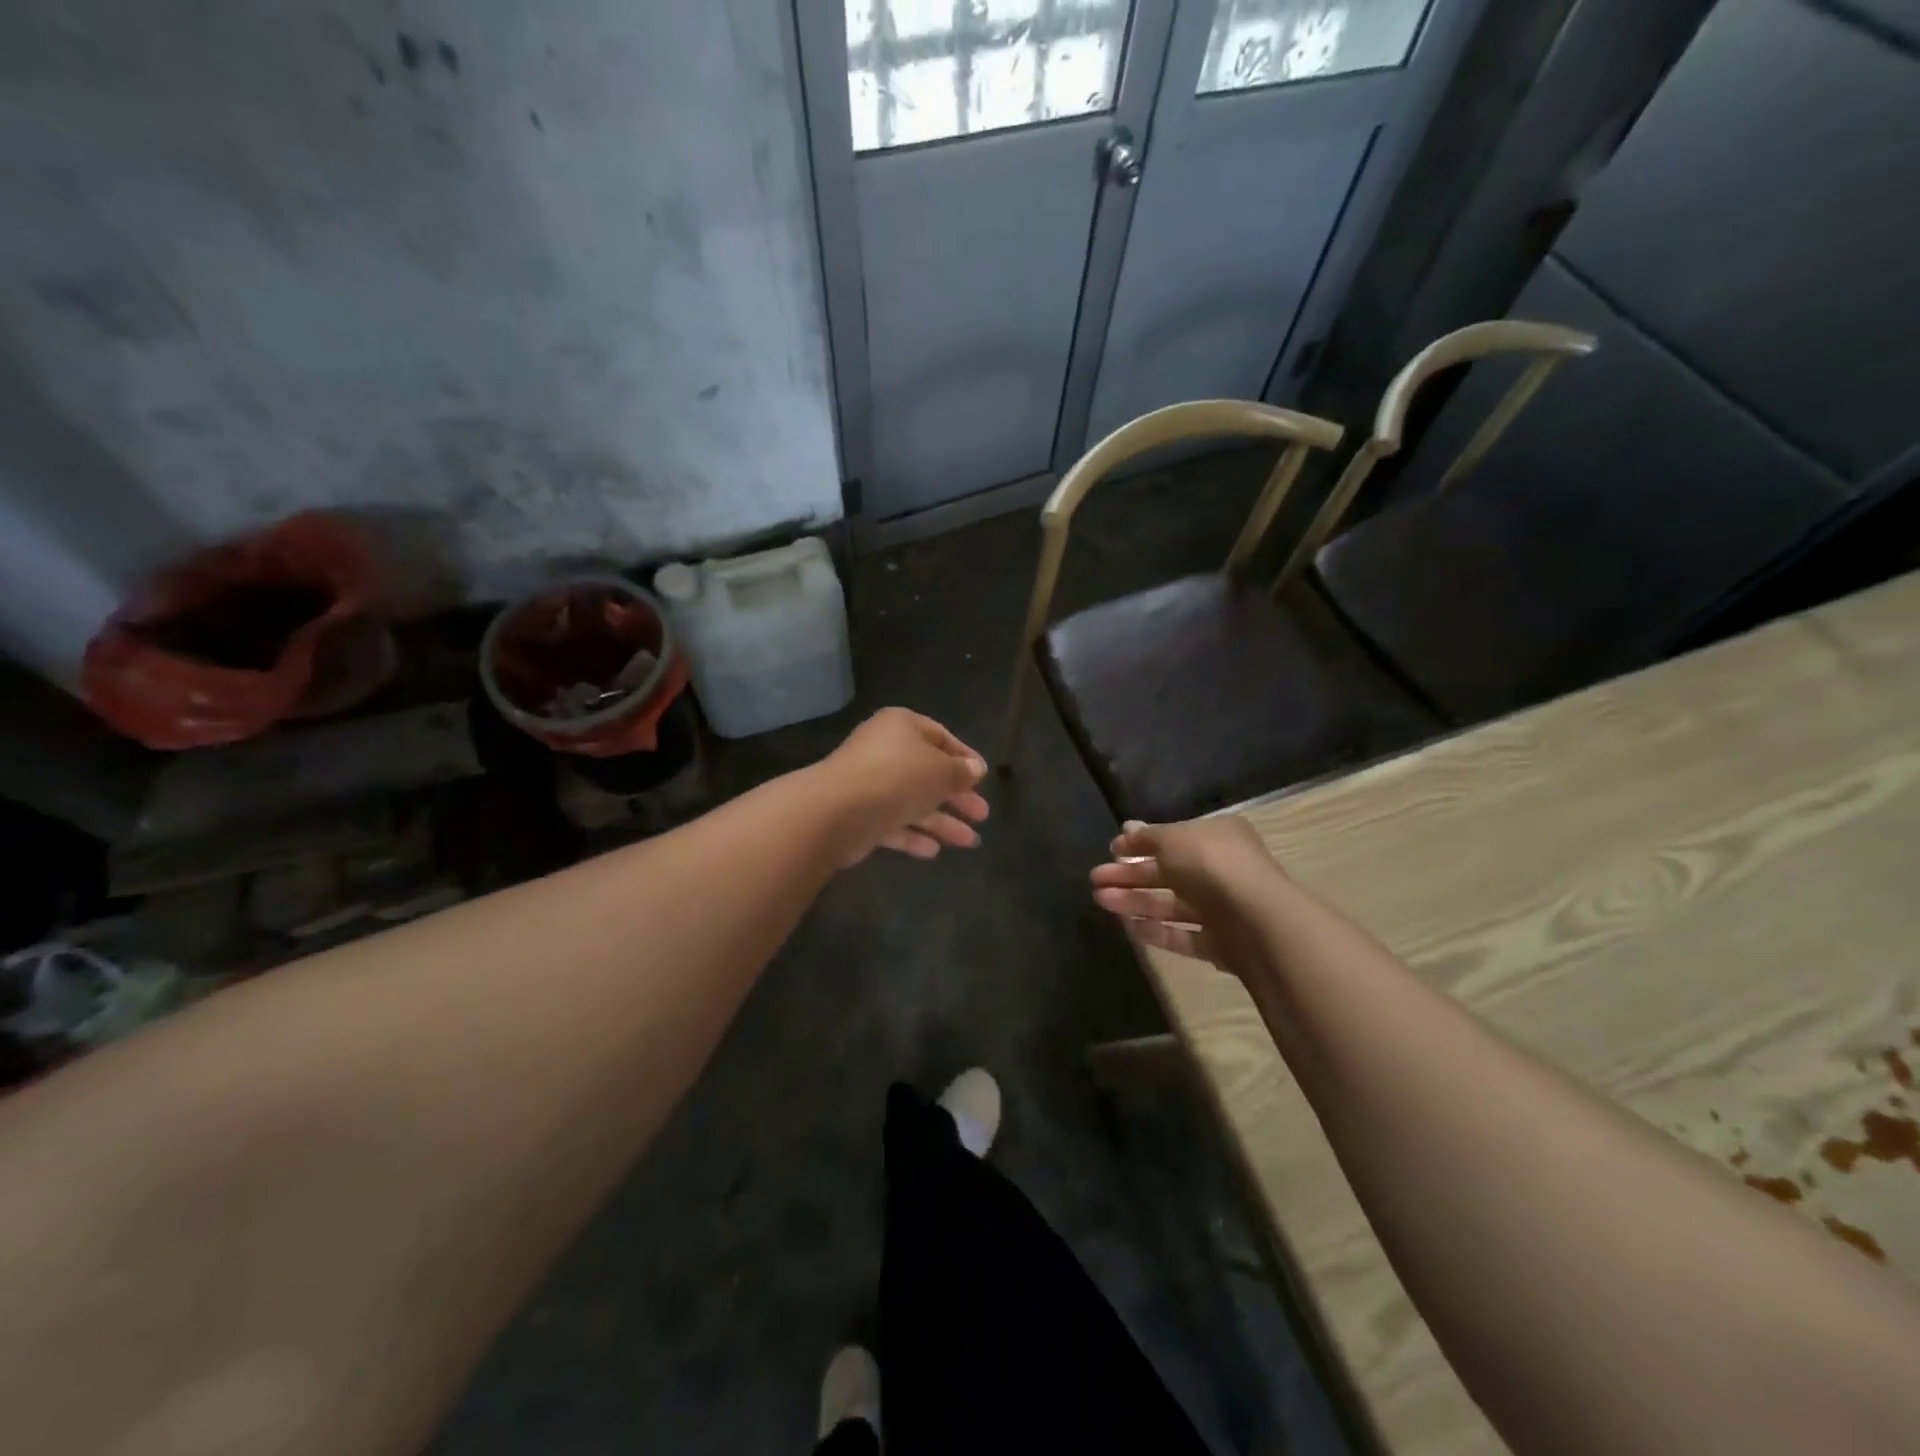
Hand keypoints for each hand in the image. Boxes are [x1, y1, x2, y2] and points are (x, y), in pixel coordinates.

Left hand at [820, 709, 990, 864]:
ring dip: (942, 822)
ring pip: (913, 802)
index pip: (940, 736)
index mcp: (901, 726)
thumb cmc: (898, 777)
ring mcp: (869, 785)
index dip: (964, 757)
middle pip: (928, 773)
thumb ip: (961, 771)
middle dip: (957, 796)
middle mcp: (884, 751)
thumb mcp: (941, 771)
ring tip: (970, 842)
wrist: (838, 810)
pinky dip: (913, 836)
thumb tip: (975, 769)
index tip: (983, 778)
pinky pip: (893, 823)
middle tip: (982, 815)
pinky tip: (934, 852)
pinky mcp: (859, 816)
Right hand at [1089, 817, 1279, 973]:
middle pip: (1168, 872)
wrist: (1257, 921)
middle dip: (1130, 875)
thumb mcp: (1173, 839)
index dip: (1141, 843)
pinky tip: (1127, 926)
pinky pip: (1183, 935)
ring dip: (1135, 901)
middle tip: (1095, 879)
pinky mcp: (1221, 944)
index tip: (1111, 850)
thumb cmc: (1212, 864)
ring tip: (1099, 900)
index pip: (1174, 838)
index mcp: (1217, 837)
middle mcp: (1222, 870)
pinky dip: (1156, 931)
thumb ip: (1148, 837)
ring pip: (1172, 905)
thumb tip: (1127, 827)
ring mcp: (1222, 909)